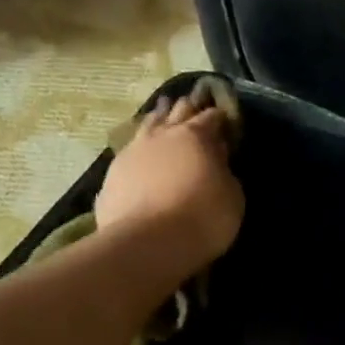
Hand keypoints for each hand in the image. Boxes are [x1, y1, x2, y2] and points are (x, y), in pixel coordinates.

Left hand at [96, 91, 244, 267]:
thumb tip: (218, 164)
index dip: (220, 117)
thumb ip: (225, 176)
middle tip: (193, 101)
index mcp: (196, 136)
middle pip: (177, 112)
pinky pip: (129, 153)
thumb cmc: (201, 220)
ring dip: (158, 117)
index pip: (211, 117)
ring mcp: (133, 152)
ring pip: (148, 125)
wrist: (147, 243)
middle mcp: (162, 135)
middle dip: (188, 107)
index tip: (225, 118)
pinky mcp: (112, 175)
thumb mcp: (232, 199)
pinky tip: (138, 153)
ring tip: (162, 111)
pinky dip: (138, 149)